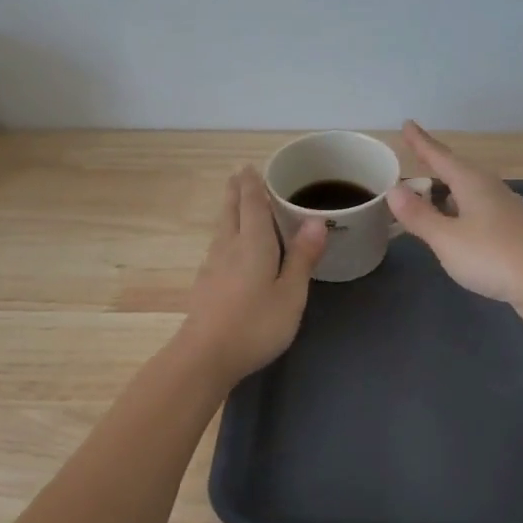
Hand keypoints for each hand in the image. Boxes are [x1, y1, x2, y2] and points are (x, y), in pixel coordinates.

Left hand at [178, 167, 326, 382]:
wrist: (205, 356)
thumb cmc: (256, 324)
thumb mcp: (291, 293)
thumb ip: (302, 257)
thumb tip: (317, 221)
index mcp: (253, 244)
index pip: (252, 204)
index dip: (252, 184)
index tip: (250, 166)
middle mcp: (229, 247)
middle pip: (231, 212)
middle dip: (235, 192)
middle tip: (238, 175)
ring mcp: (212, 267)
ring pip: (221, 229)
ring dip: (228, 211)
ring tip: (234, 204)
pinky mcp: (205, 286)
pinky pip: (217, 247)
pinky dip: (225, 235)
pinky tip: (227, 248)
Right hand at [387, 121, 522, 328]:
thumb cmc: (492, 255)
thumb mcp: (446, 237)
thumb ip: (419, 215)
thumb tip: (394, 189)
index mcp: (472, 183)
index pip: (440, 156)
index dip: (421, 142)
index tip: (407, 124)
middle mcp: (490, 189)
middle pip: (457, 171)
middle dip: (434, 166)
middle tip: (414, 159)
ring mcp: (505, 210)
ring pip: (469, 192)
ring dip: (447, 191)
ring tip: (429, 194)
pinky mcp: (513, 232)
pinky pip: (477, 212)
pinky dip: (459, 212)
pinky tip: (457, 225)